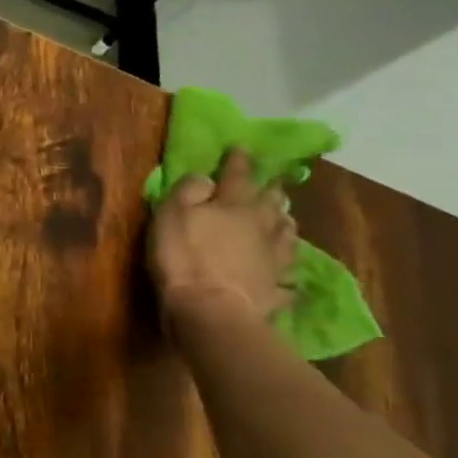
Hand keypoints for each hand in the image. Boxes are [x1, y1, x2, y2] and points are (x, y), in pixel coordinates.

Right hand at [148, 148, 298, 323]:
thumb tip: (206, 178)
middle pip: (271, 203)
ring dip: (285, 224)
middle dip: (271, 190)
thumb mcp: (171, 215)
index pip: (238, 175)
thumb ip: (188, 191)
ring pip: (286, 234)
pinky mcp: (276, 287)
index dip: (238, 160)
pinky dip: (286, 270)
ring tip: (285, 219)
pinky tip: (287, 273)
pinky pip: (286, 275)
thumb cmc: (184, 257)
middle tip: (274, 183)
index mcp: (235, 205)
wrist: (212, 310)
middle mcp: (262, 226)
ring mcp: (273, 258)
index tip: (242, 147)